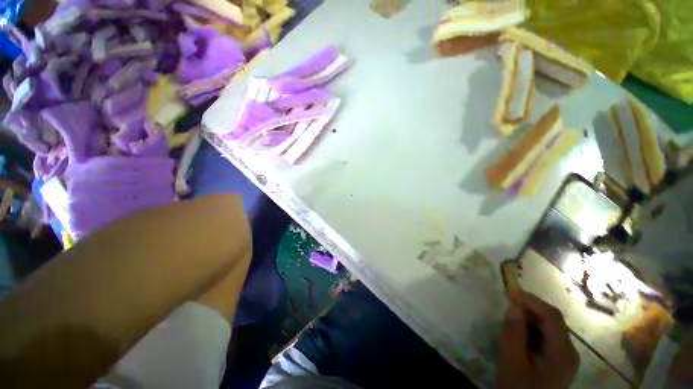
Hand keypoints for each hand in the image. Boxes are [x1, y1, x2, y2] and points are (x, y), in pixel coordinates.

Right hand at [495, 291, 579, 388]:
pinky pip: (545, 336)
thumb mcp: (512, 362)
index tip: (508, 293)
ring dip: (529, 319)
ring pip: (548, 327)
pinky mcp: (557, 359)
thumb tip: (514, 305)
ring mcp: (565, 356)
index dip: (531, 300)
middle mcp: (569, 351)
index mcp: (562, 352)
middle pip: (552, 320)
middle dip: (529, 309)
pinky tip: (519, 335)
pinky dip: (531, 329)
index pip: (552, 316)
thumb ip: (513, 333)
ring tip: (510, 321)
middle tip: (507, 306)